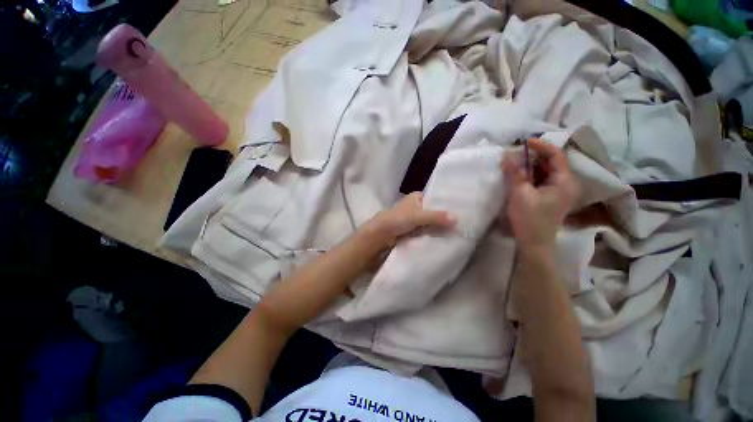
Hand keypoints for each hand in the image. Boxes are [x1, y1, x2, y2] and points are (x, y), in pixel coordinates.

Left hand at [361, 192, 456, 245]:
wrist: (379, 235)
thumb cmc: (397, 219)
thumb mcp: (418, 216)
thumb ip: (436, 217)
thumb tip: (457, 218)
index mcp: (416, 197)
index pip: (435, 198)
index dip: (446, 204)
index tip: (461, 211)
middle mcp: (414, 206)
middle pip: (433, 212)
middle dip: (443, 218)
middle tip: (462, 225)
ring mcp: (412, 219)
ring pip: (429, 222)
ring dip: (438, 227)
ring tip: (457, 233)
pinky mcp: (410, 230)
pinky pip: (425, 231)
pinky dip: (431, 234)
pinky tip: (444, 239)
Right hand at [502, 139, 579, 254]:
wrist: (533, 243)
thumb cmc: (529, 218)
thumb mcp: (520, 193)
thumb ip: (514, 172)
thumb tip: (507, 154)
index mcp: (565, 181)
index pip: (556, 155)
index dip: (541, 146)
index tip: (524, 142)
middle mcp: (566, 184)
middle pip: (551, 162)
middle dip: (533, 156)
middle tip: (515, 153)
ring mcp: (558, 191)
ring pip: (545, 171)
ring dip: (530, 166)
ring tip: (514, 162)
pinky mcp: (549, 197)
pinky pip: (541, 180)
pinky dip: (529, 175)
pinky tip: (518, 175)